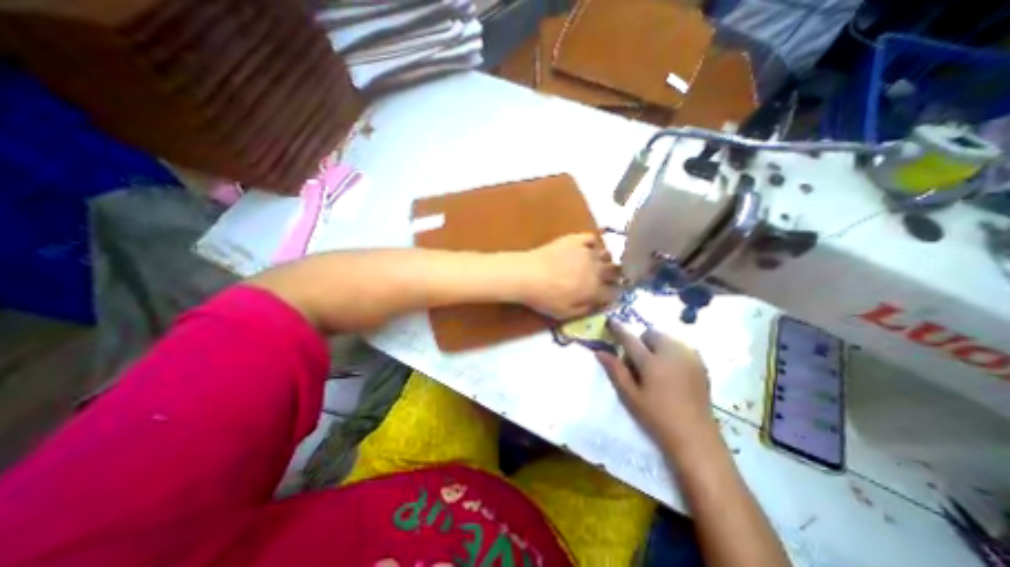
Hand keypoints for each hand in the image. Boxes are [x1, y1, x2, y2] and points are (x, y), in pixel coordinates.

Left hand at [516, 232, 619, 319]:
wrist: (527, 275)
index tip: (608, 294)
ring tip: (594, 264)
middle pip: (614, 271)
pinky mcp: (575, 239)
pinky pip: (591, 238)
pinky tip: (586, 248)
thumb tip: (600, 304)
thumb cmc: (545, 298)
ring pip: (606, 254)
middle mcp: (597, 269)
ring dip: (603, 260)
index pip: (614, 292)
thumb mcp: (566, 313)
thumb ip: (587, 309)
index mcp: (595, 289)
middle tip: (603, 279)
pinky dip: (592, 243)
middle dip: (613, 276)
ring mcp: (587, 252)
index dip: (612, 294)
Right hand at [593, 320, 713, 450]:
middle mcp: (671, 353)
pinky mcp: (700, 364)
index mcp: (651, 362)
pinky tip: (672, 371)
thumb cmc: (656, 417)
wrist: (695, 437)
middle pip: (651, 334)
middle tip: (638, 362)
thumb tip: (599, 351)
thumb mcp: (630, 395)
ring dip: (656, 345)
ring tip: (656, 367)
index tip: (611, 320)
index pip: (630, 339)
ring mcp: (689, 357)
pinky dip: (671, 351)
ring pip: (666, 339)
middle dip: (641, 341)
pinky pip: (680, 347)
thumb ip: (615, 370)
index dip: (619, 329)